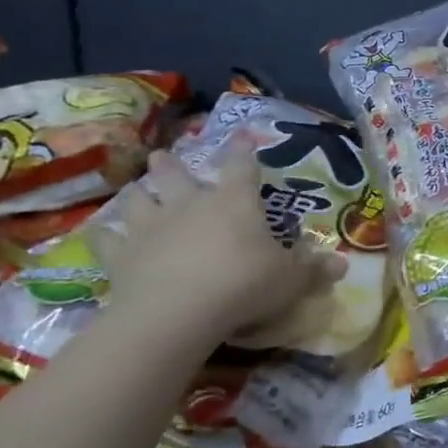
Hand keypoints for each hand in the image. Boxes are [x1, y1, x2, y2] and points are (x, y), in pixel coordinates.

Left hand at [102, 145, 345, 350]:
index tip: (242, 136)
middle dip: (171, 164)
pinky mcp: (121, 256)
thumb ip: (313, 270)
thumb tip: (343, 264)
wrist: (178, 311)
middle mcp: (190, 204)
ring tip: (137, 192)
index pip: (242, 166)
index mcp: (234, 201)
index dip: (243, 149)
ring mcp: (151, 227)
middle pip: (176, 174)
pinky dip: (107, 238)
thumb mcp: (289, 279)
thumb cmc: (243, 284)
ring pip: (138, 200)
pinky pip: (109, 241)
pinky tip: (104, 237)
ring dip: (138, 195)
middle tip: (163, 155)